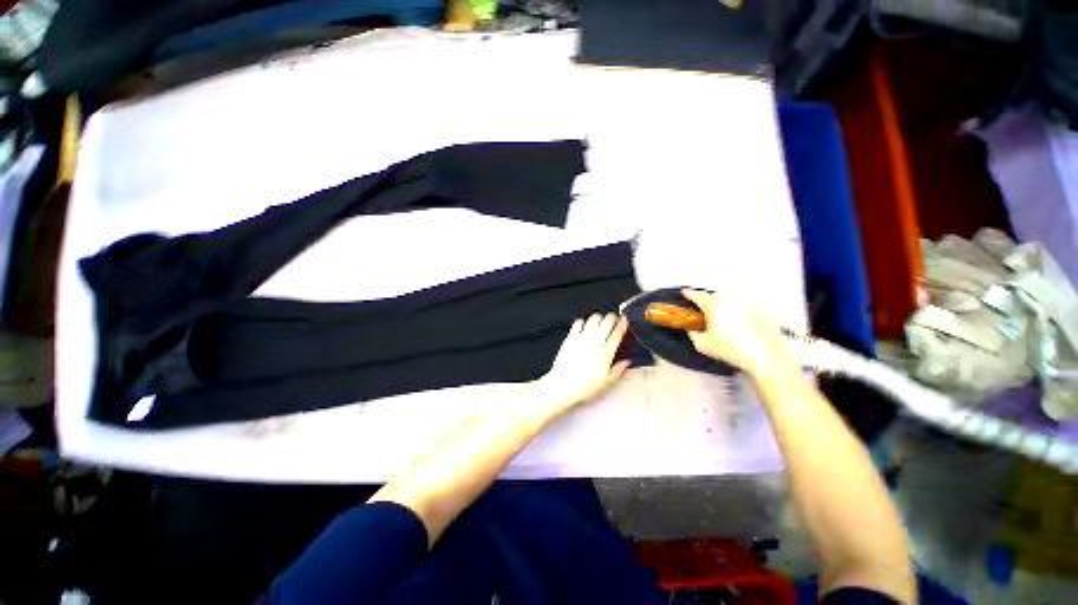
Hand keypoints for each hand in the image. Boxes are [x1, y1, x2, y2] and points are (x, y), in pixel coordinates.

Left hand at [532, 313, 631, 415]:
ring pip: (593, 319)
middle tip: (615, 318)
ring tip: (601, 320)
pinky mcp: (571, 338)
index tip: (625, 320)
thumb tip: (627, 362)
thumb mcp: (606, 382)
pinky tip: (585, 325)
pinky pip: (578, 322)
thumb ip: (618, 370)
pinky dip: (583, 321)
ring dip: (599, 317)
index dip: (623, 324)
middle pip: (607, 322)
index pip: (617, 333)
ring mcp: (582, 339)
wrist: (563, 385)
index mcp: (605, 354)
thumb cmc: (584, 386)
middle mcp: (594, 343)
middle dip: (613, 317)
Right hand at [681, 289, 798, 380]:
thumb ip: (692, 334)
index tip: (685, 293)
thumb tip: (690, 329)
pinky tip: (741, 324)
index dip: (689, 294)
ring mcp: (746, 302)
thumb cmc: (733, 350)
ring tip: (724, 320)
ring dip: (724, 306)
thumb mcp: (703, 345)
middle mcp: (729, 300)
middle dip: (708, 302)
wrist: (765, 356)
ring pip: (730, 299)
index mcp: (713, 306)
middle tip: (705, 313)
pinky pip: (744, 306)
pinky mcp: (760, 308)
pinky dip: (740, 311)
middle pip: (714, 296)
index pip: (697, 295)